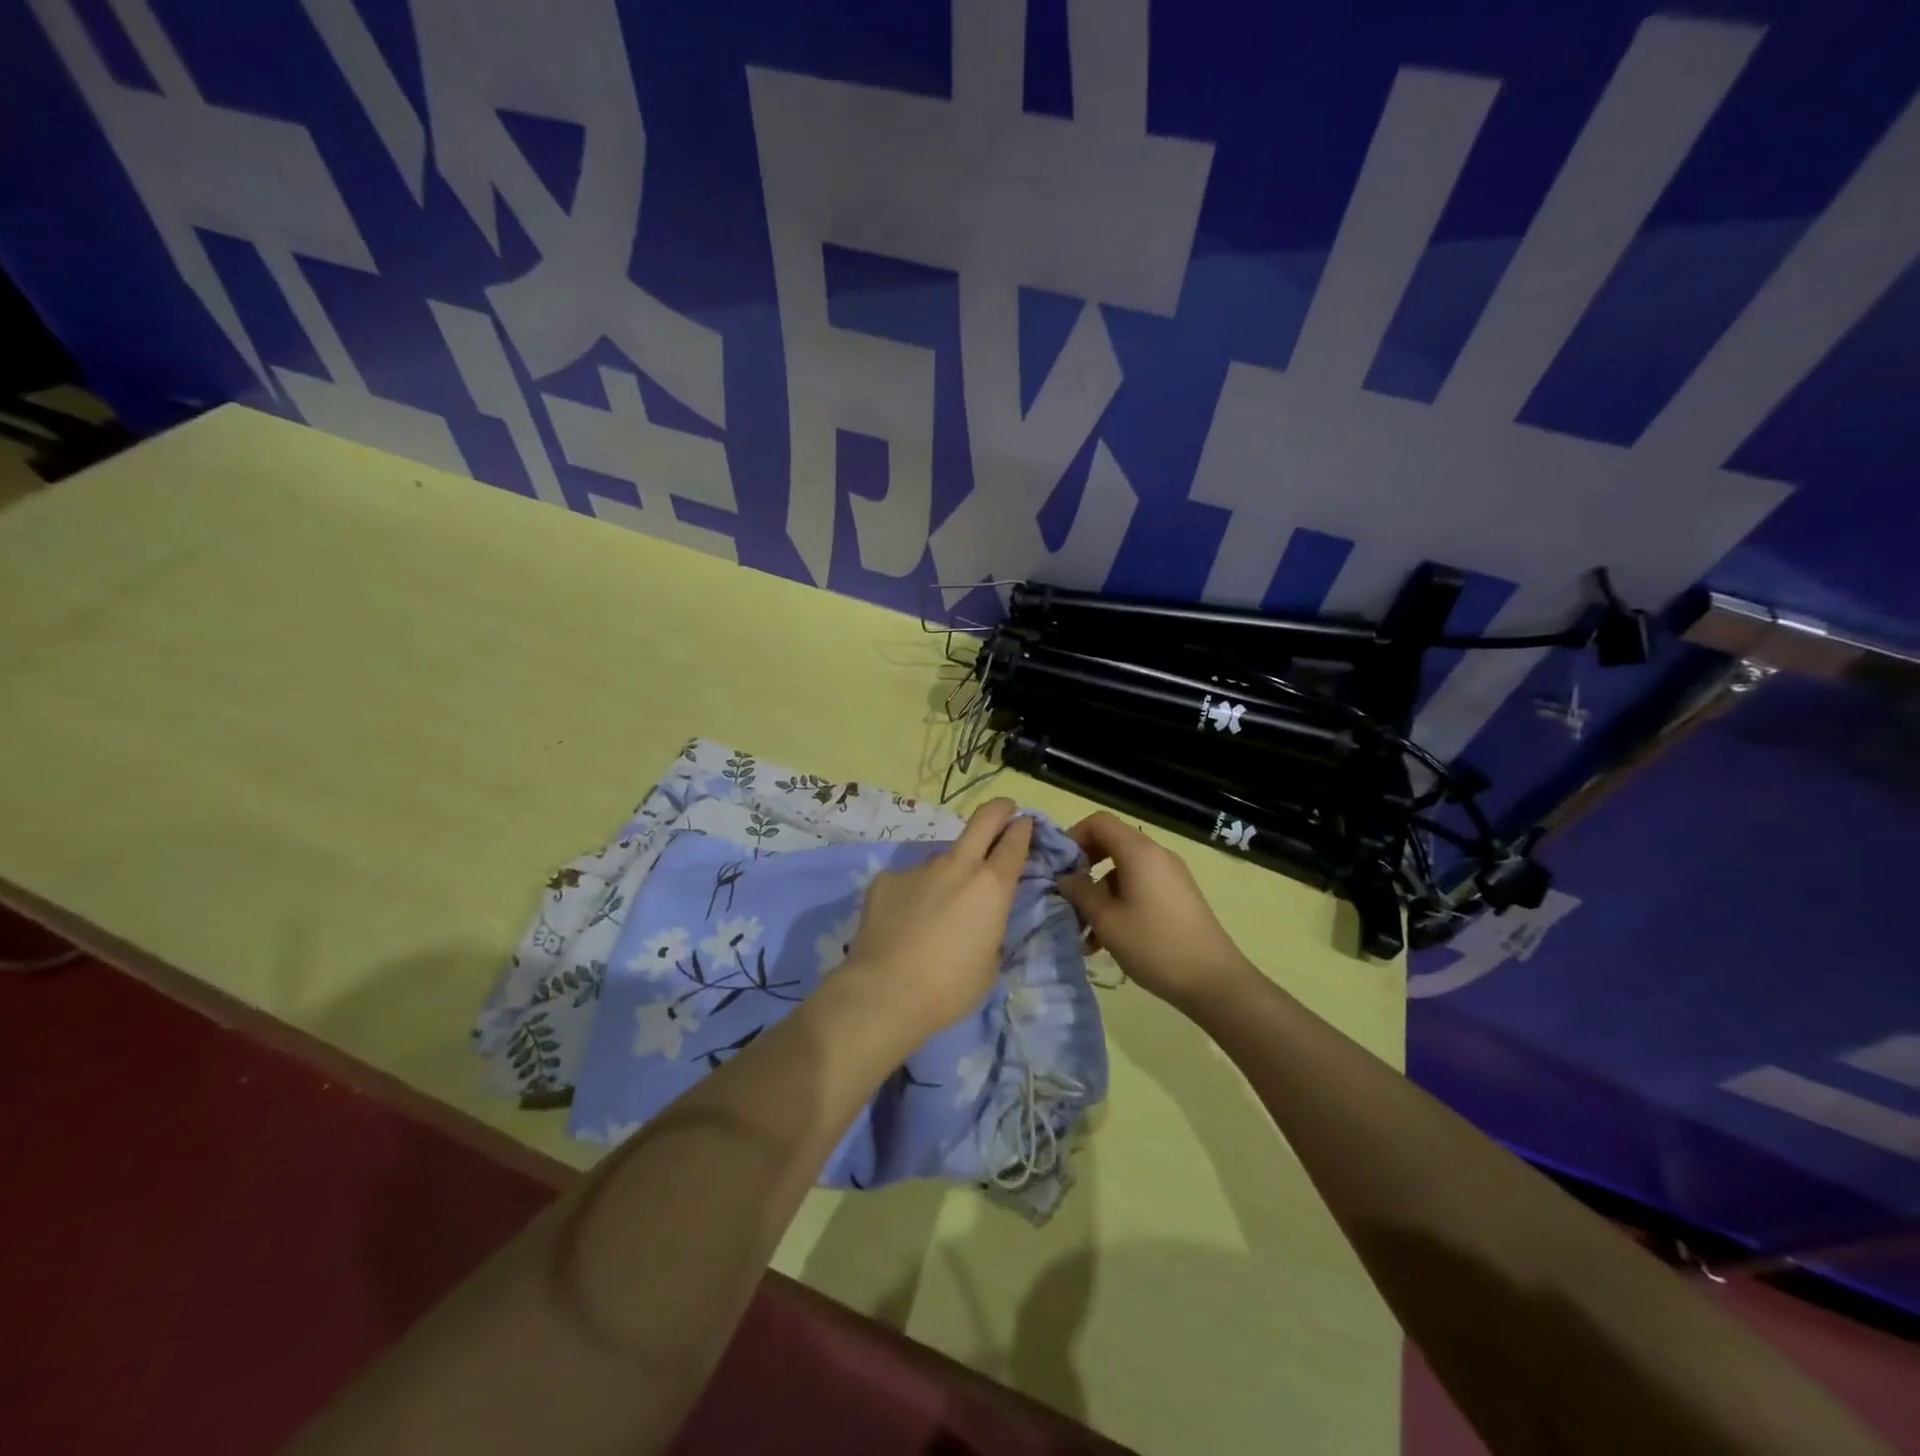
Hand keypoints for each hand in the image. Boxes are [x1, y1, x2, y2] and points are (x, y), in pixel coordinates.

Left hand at [842, 798, 1032, 1036]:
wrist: (884, 992)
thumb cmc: (949, 988)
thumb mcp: (989, 963)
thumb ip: (989, 928)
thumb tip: (978, 917)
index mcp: (991, 887)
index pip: (1014, 843)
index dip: (1022, 829)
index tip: (1024, 822)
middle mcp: (958, 866)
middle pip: (983, 819)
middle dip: (998, 810)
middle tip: (1003, 811)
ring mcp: (919, 868)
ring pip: (942, 857)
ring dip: (949, 870)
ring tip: (937, 907)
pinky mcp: (886, 879)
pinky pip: (908, 880)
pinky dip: (912, 894)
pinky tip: (902, 922)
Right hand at [1057, 812, 1252, 1012]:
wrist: (1214, 981)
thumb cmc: (1155, 945)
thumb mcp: (1107, 921)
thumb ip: (1080, 892)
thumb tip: (1065, 877)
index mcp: (1139, 852)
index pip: (1099, 822)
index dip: (1074, 836)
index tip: (1058, 866)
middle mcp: (1157, 855)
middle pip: (1111, 844)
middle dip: (1084, 868)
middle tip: (1067, 896)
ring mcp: (1170, 875)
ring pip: (1123, 871)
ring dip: (1099, 894)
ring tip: (1084, 933)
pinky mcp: (1178, 896)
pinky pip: (1140, 887)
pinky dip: (1119, 904)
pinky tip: (1107, 941)